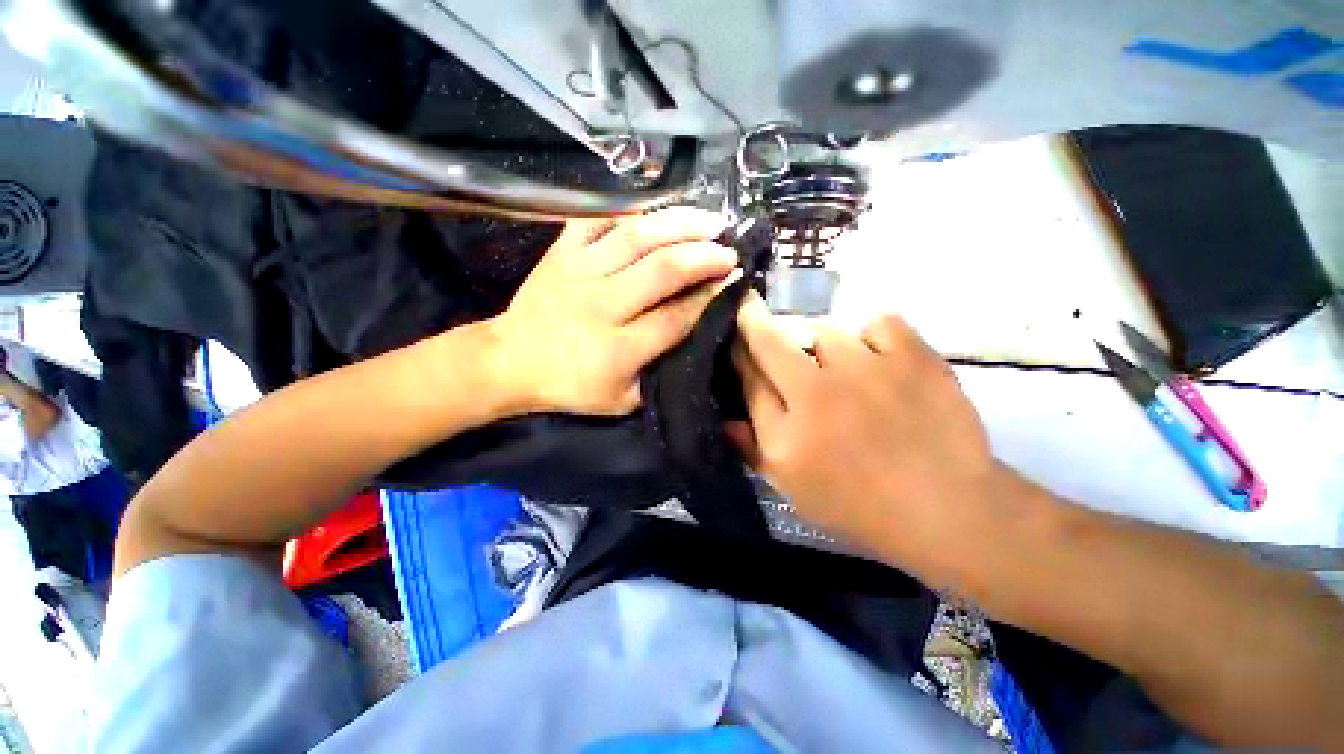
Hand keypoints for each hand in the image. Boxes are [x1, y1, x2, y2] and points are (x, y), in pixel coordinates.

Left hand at [488, 208, 737, 415]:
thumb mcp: (620, 401)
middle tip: (729, 249)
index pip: (677, 317)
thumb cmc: (570, 386)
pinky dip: (629, 209)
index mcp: (619, 348)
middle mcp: (603, 304)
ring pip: (636, 237)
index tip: (735, 281)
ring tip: (709, 218)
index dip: (711, 297)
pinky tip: (657, 209)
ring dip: (678, 223)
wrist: (510, 360)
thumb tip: (693, 340)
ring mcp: (579, 272)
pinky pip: (596, 219)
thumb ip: (657, 376)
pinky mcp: (561, 252)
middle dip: (704, 256)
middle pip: (662, 270)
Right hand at [730, 294, 1005, 573]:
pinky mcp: (912, 358)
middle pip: (772, 342)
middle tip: (752, 312)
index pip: (748, 377)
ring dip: (822, 344)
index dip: (737, 353)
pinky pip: (878, 322)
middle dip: (754, 322)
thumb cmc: (858, 504)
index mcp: (786, 430)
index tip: (735, 338)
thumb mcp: (792, 488)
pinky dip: (873, 335)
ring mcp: (866, 370)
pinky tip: (879, 357)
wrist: (945, 508)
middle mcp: (817, 393)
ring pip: (825, 331)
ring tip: (840, 364)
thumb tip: (726, 419)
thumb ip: (753, 450)